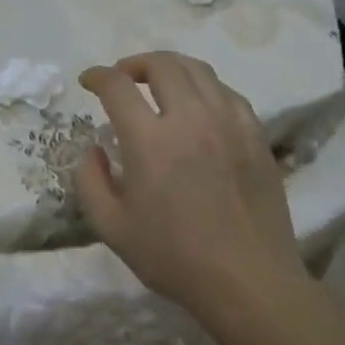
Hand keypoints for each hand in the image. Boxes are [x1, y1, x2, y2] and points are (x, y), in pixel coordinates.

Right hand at [74, 51, 304, 316]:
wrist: (248, 281)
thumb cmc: (174, 257)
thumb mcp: (111, 227)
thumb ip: (90, 181)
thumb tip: (93, 150)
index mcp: (149, 141)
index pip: (117, 86)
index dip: (98, 76)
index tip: (88, 81)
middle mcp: (190, 119)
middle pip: (162, 65)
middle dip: (134, 63)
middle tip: (122, 78)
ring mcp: (228, 123)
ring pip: (198, 71)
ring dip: (170, 68)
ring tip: (158, 83)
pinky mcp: (255, 135)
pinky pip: (226, 93)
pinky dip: (203, 88)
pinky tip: (197, 106)